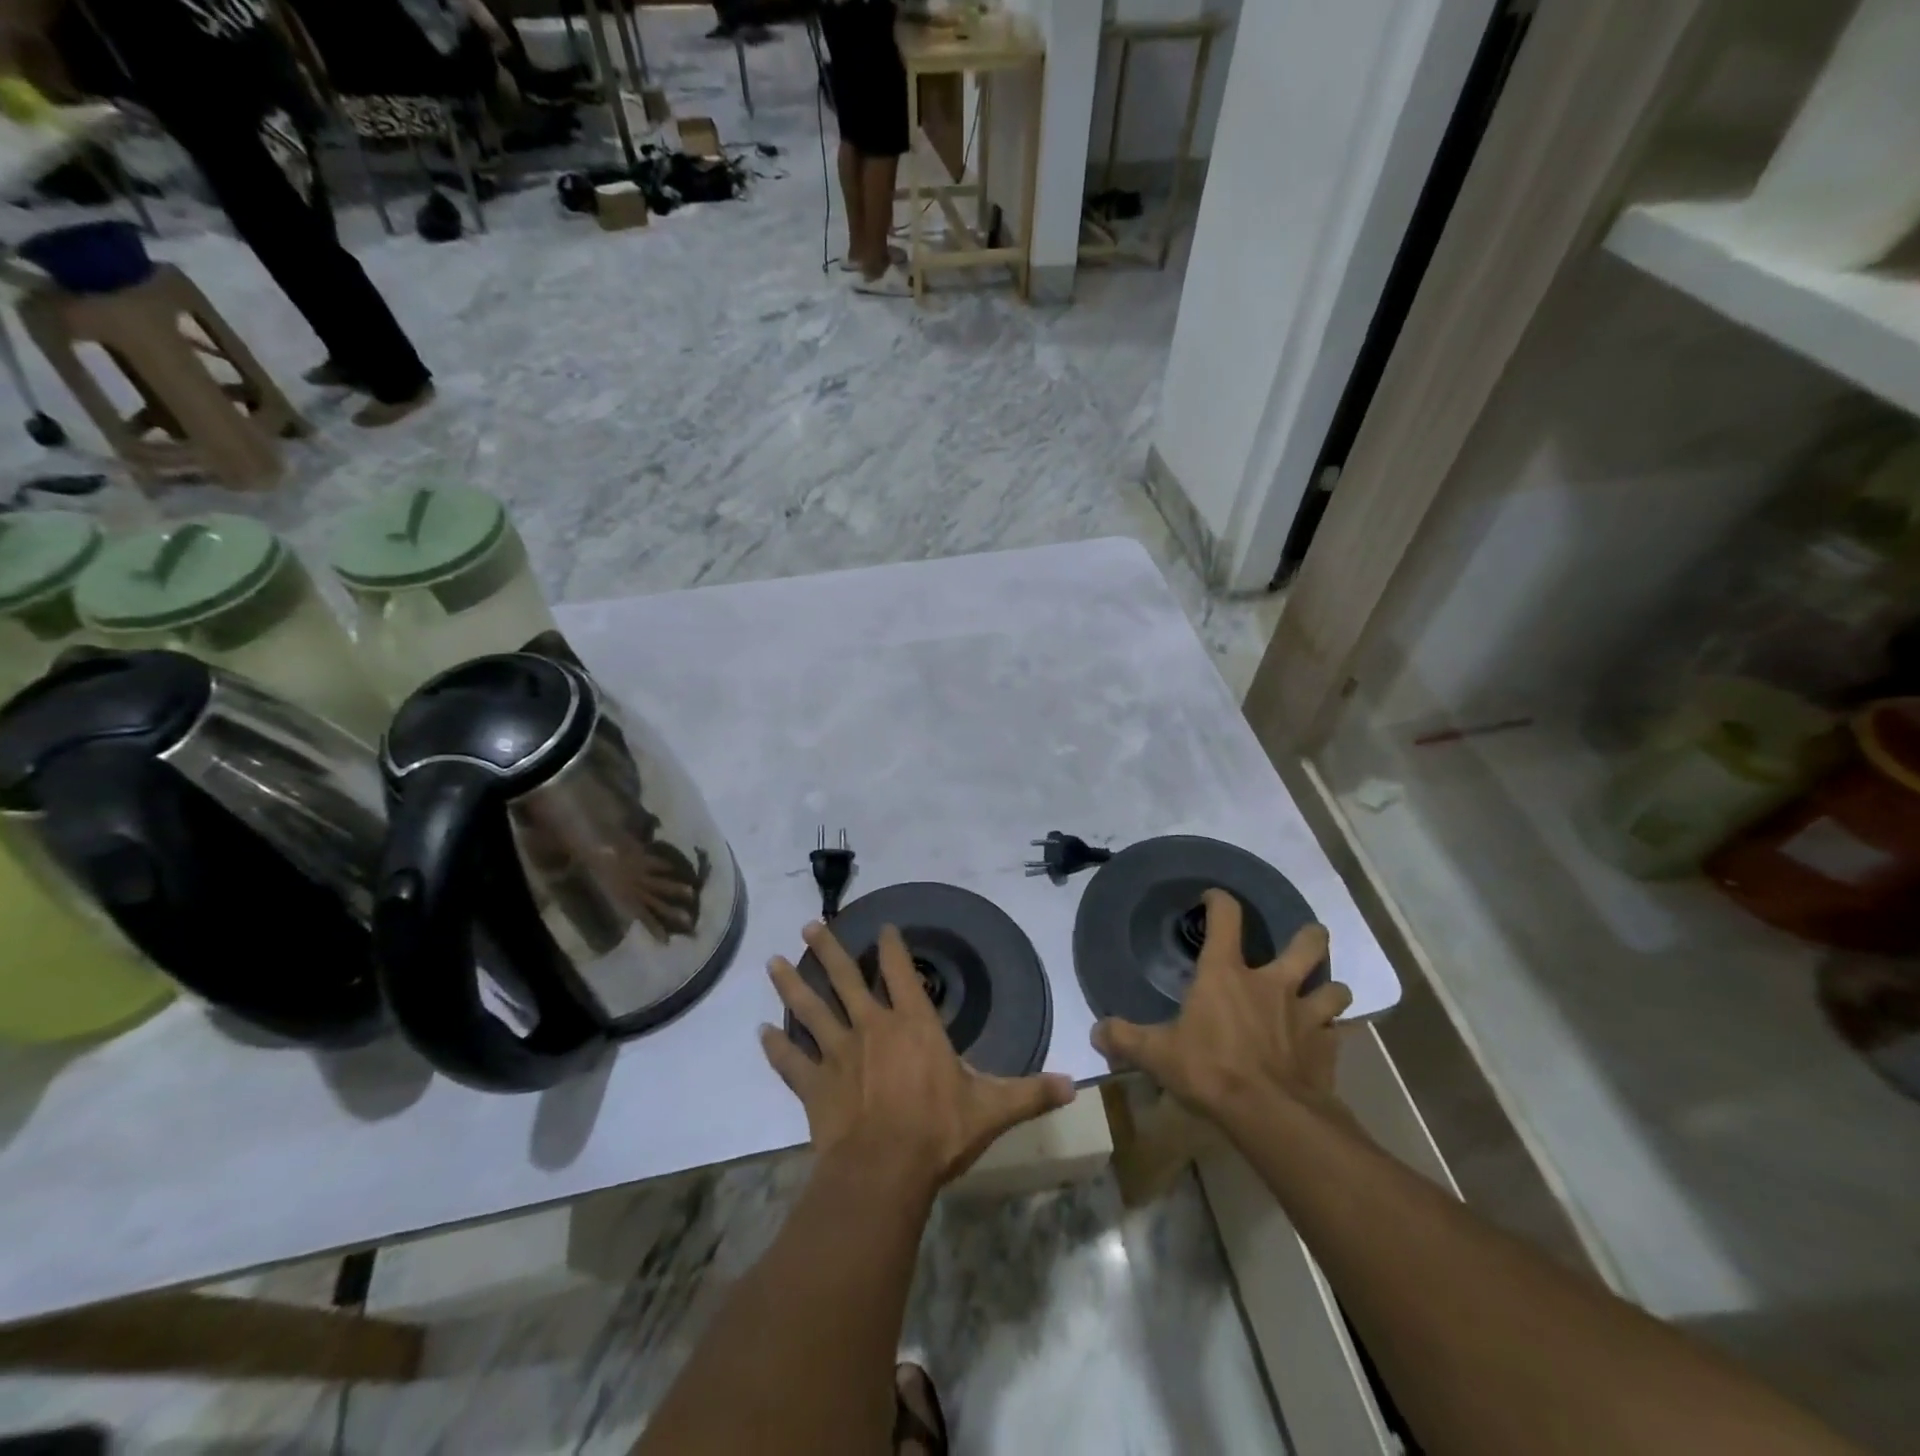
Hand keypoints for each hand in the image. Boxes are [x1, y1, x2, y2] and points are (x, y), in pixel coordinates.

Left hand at [761, 921, 1074, 1195]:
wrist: (884, 1172)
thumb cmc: (939, 1132)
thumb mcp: (993, 1110)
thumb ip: (1031, 1092)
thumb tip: (1075, 1084)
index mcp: (913, 1025)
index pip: (902, 972)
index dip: (894, 947)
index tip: (884, 927)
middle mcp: (871, 1027)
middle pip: (847, 979)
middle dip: (830, 949)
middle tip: (810, 924)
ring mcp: (838, 1054)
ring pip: (811, 1010)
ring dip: (792, 985)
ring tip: (773, 962)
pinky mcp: (814, 1086)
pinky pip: (791, 1062)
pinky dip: (775, 1048)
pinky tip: (759, 1033)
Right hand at [1092, 889, 1352, 1128]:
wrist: (1270, 1114)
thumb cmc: (1210, 1070)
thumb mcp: (1157, 1055)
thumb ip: (1125, 1039)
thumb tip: (1096, 1032)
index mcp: (1226, 973)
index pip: (1226, 917)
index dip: (1220, 901)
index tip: (1213, 898)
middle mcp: (1272, 983)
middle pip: (1306, 943)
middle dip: (1309, 935)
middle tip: (1303, 938)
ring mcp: (1306, 1015)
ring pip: (1334, 987)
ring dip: (1328, 987)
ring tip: (1320, 993)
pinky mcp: (1327, 1048)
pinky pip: (1336, 1031)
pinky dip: (1330, 1033)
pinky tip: (1320, 1042)